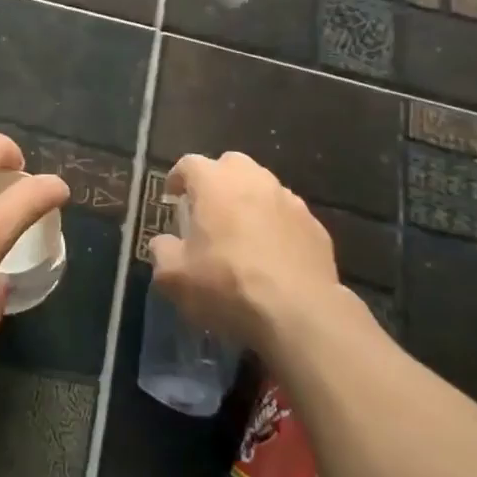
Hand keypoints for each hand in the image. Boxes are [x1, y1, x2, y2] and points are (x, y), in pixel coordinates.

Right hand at [148, 151, 339, 356]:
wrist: (299, 313)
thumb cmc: (227, 284)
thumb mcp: (174, 277)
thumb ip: (162, 252)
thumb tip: (163, 243)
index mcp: (214, 182)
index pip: (189, 164)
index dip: (177, 178)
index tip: (172, 196)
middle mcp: (253, 180)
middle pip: (230, 165)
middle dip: (217, 180)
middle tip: (208, 209)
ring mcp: (289, 200)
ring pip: (263, 187)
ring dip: (249, 201)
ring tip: (242, 232)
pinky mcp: (315, 225)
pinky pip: (287, 216)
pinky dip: (276, 225)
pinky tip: (273, 254)